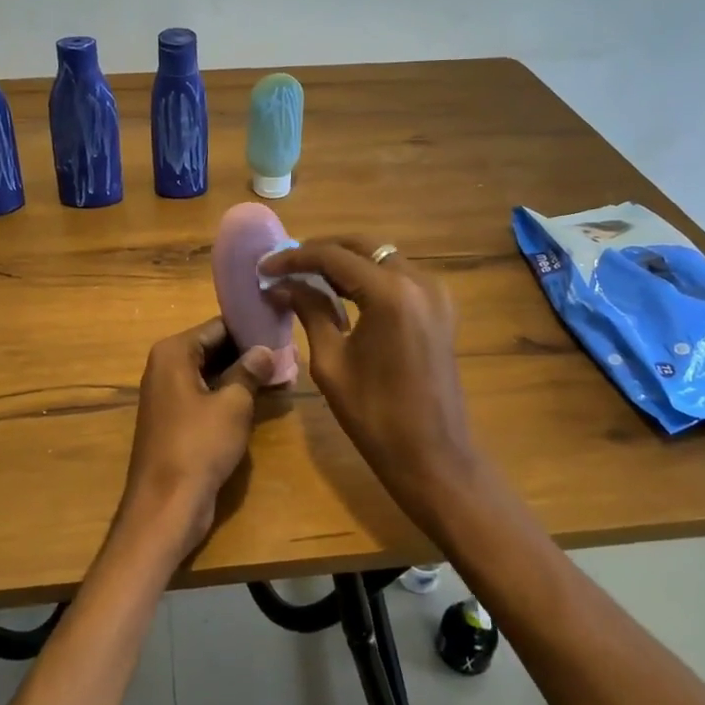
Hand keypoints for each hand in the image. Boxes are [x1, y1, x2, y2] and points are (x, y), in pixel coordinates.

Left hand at [122, 319, 274, 555]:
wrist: (166, 504)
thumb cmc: (199, 445)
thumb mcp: (233, 404)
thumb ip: (250, 371)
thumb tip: (266, 350)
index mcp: (173, 352)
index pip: (218, 326)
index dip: (250, 328)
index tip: (281, 329)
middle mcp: (166, 366)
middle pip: (213, 348)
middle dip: (249, 352)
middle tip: (288, 353)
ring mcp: (168, 394)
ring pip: (212, 373)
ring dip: (243, 375)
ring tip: (283, 373)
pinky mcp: (175, 419)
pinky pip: (206, 396)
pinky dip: (230, 395)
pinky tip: (262, 398)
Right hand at [259, 238, 480, 521]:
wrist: (434, 456)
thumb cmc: (375, 416)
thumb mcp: (331, 362)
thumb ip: (310, 312)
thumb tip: (283, 285)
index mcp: (389, 294)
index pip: (333, 257)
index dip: (294, 258)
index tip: (264, 267)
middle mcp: (417, 282)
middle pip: (362, 247)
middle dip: (321, 251)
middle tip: (285, 266)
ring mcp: (435, 294)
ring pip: (381, 258)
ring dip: (345, 262)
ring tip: (307, 277)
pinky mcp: (440, 309)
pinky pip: (398, 277)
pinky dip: (368, 276)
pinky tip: (342, 292)